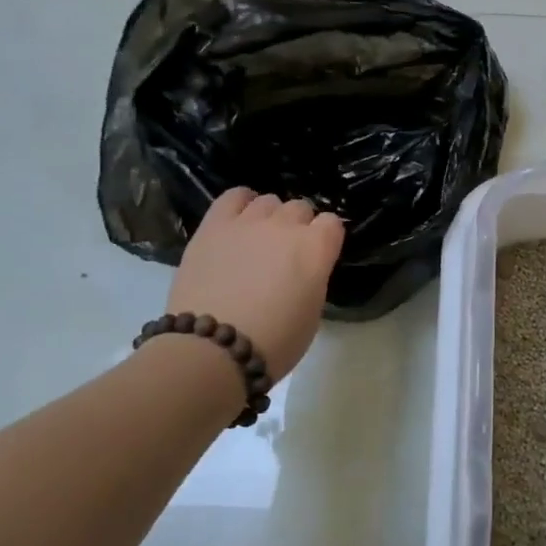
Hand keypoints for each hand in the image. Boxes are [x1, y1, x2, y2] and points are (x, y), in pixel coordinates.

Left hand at [164, 188, 345, 379]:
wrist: (212, 349)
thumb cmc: (273, 342)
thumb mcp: (312, 313)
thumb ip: (313, 278)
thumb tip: (304, 268)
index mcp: (316, 249)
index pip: (333, 224)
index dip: (326, 238)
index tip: (319, 255)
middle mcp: (286, 226)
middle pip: (301, 208)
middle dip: (299, 227)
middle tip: (287, 253)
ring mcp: (248, 222)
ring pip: (269, 201)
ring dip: (271, 217)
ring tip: (260, 239)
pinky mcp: (214, 225)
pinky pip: (233, 196)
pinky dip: (241, 202)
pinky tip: (240, 219)